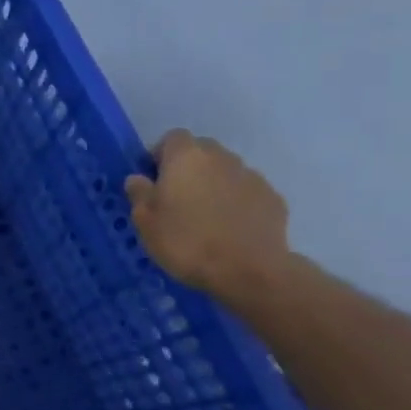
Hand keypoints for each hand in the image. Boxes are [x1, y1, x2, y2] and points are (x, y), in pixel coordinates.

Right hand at [125, 129, 291, 302]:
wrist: (249, 271)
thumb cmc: (186, 242)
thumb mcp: (146, 222)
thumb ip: (139, 194)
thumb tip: (138, 179)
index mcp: (186, 157)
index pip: (172, 138)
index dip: (161, 155)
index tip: (153, 180)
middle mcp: (221, 157)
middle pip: (201, 151)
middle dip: (189, 168)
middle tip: (177, 200)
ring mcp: (251, 176)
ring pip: (226, 172)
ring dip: (214, 185)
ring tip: (206, 218)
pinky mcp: (273, 198)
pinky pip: (247, 193)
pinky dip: (237, 203)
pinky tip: (231, 229)